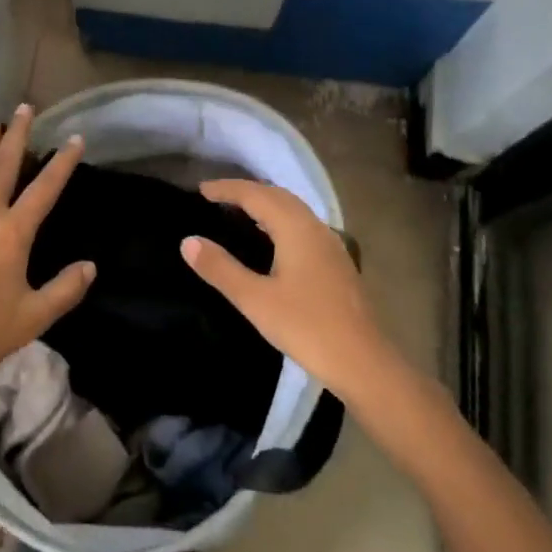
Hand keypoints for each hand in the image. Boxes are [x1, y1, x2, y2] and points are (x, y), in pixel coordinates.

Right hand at [181, 180, 398, 402]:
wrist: (362, 362)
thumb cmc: (306, 327)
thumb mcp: (255, 300)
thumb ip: (220, 268)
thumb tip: (188, 241)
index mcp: (296, 229)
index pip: (256, 195)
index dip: (228, 189)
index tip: (200, 190)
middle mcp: (315, 228)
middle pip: (278, 196)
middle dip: (246, 191)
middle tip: (215, 198)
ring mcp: (330, 245)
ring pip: (293, 210)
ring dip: (264, 204)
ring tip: (237, 213)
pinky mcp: (335, 263)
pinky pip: (302, 226)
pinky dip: (279, 220)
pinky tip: (269, 241)